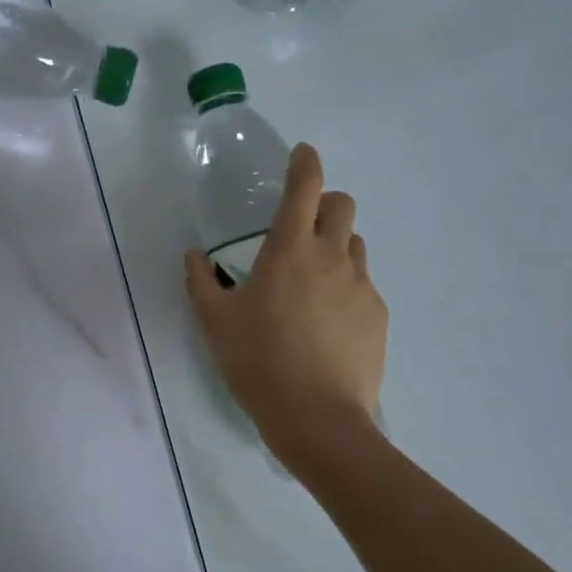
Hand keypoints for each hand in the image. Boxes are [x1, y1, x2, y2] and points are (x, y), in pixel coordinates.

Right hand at [185, 144, 387, 469]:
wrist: (317, 417)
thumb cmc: (258, 362)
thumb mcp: (215, 322)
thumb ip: (200, 281)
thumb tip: (193, 256)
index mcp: (289, 249)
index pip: (305, 186)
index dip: (304, 162)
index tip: (301, 154)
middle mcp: (331, 256)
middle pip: (342, 205)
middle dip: (324, 203)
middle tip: (301, 228)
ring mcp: (361, 285)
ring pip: (355, 244)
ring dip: (336, 245)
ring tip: (312, 279)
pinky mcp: (377, 314)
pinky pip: (363, 284)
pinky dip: (345, 286)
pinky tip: (326, 322)